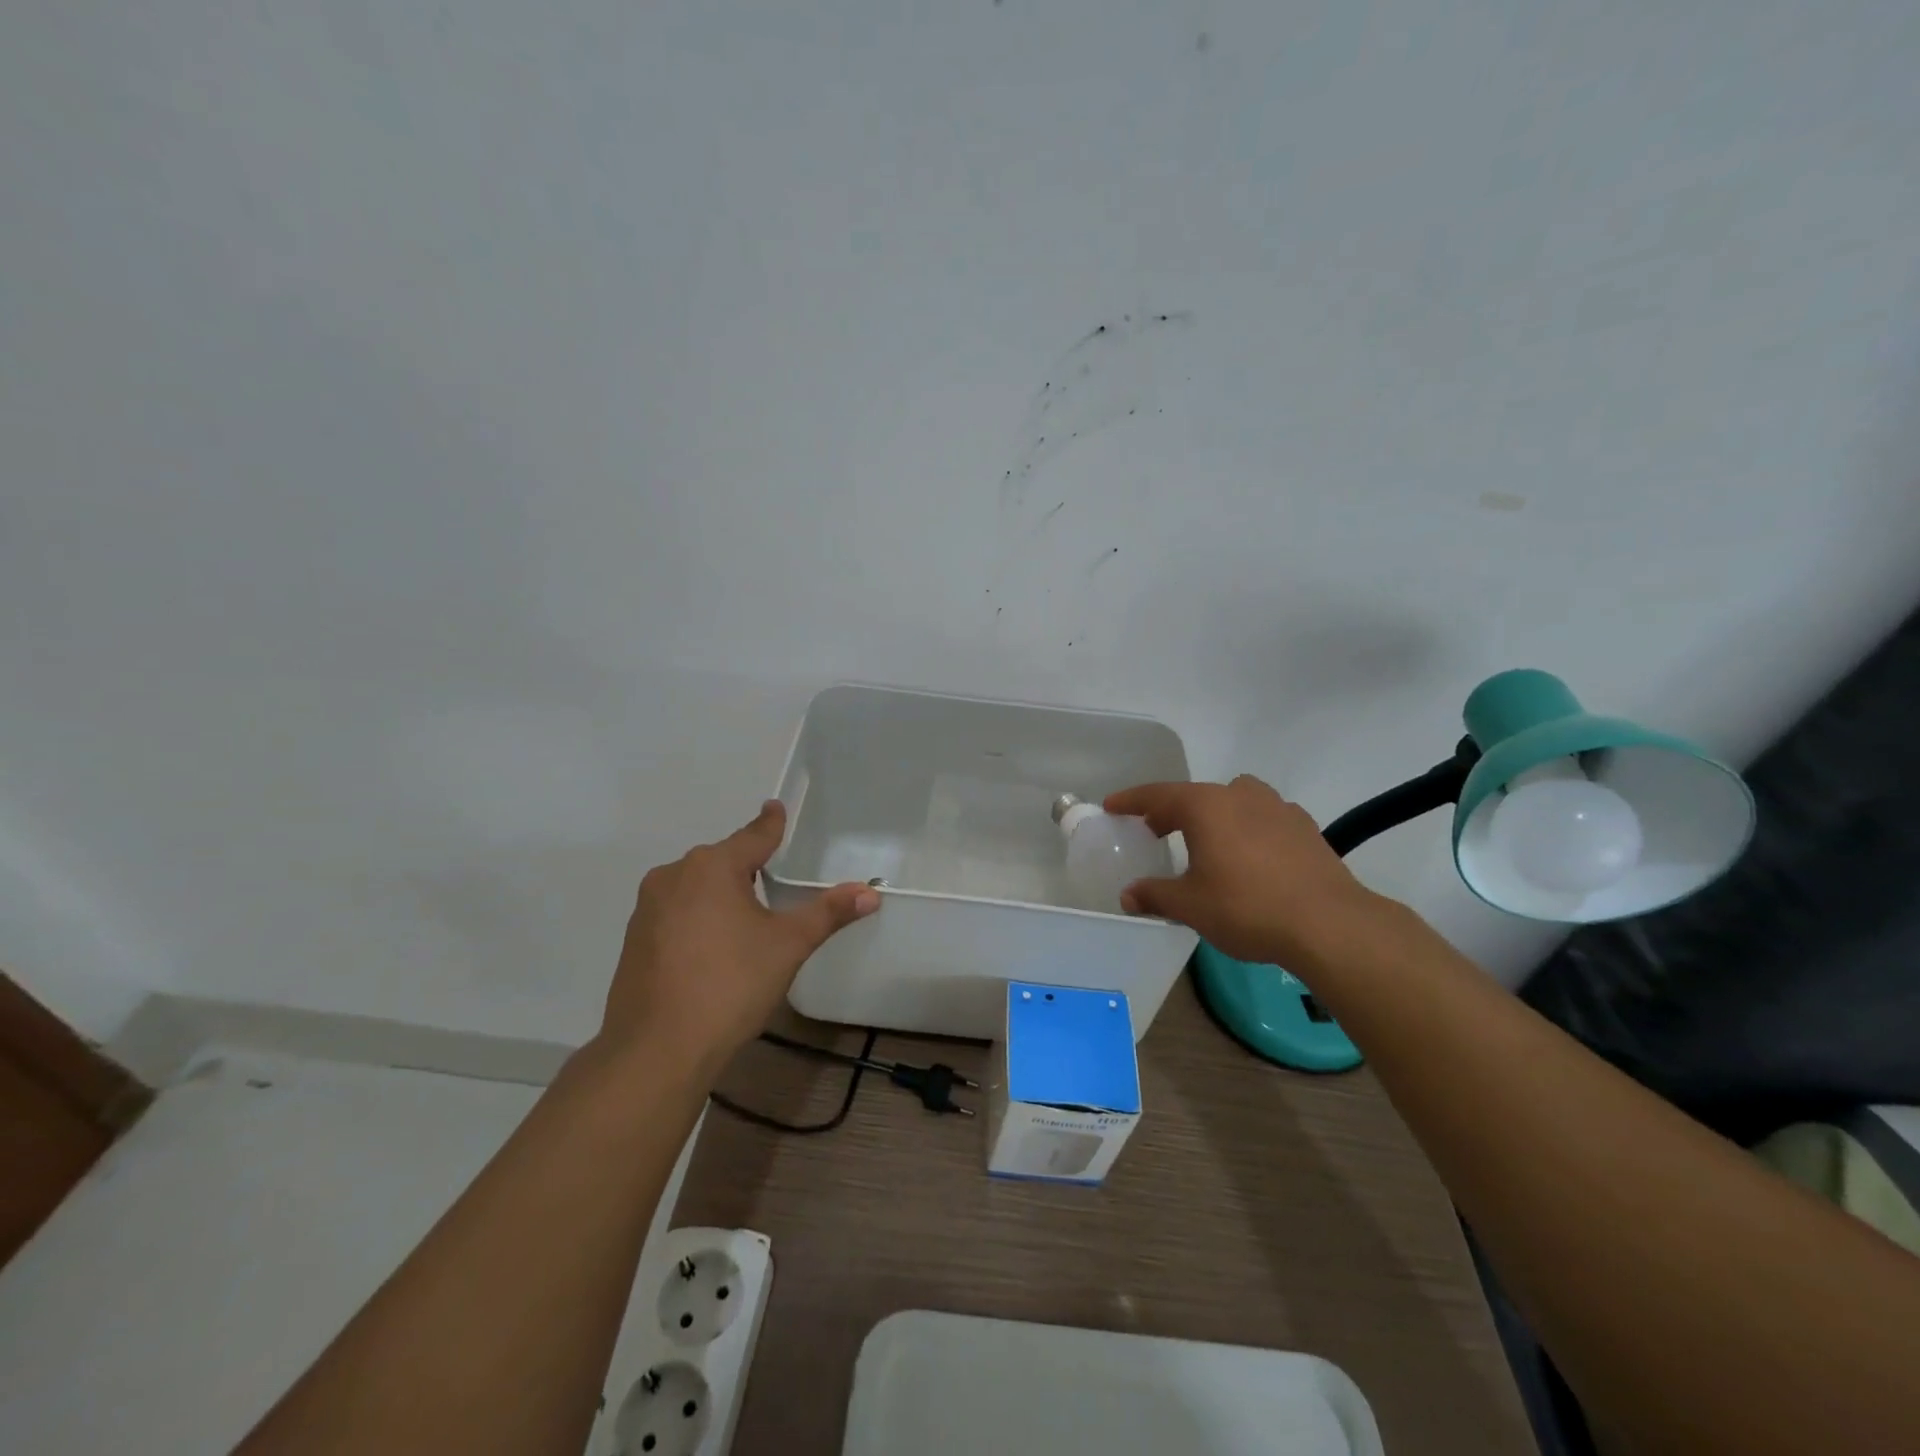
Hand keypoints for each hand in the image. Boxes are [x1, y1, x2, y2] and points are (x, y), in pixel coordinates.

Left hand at [599, 801, 878, 1075]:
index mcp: (712, 866)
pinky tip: (711, 950)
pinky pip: (675, 913)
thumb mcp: (788, 945)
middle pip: (722, 861)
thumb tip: (871, 893)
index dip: (770, 823)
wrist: (657, 1049)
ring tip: (745, 923)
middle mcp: (674, 875)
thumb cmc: (731, 985)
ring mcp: (648, 907)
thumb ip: (828, 913)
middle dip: (746, 867)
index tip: (775, 807)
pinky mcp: (634, 939)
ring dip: (720, 895)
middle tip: (772, 881)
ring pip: (695, 887)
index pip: (753, 836)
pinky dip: (697, 919)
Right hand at [1105, 775, 1381, 970]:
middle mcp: (1240, 796)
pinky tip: (1250, 856)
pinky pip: (1264, 817)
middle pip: (1195, 795)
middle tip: (1154, 831)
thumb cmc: (1247, 907)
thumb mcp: (1190, 906)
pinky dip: (1247, 827)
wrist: (1329, 924)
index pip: (1158, 794)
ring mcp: (1278, 808)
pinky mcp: (1306, 828)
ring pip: (1234, 800)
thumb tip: (1128, 896)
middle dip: (1171, 810)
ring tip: (1206, 841)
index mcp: (1206, 806)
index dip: (1131, 800)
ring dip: (1214, 814)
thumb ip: (1155, 895)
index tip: (1112, 806)